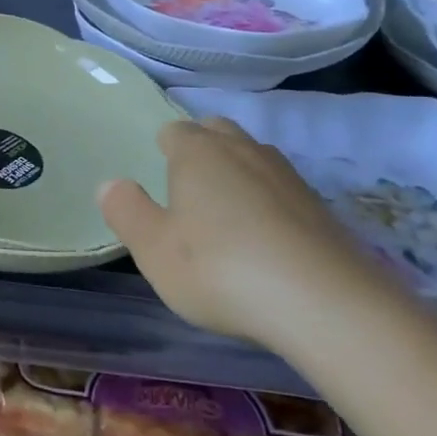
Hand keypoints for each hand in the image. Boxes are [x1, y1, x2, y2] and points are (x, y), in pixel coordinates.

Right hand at [99, 117, 399, 350]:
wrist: (326, 304)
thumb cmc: (221, 268)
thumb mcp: (154, 249)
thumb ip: (127, 212)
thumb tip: (110, 184)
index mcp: (197, 151)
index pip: (174, 131)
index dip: (163, 151)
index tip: (160, 181)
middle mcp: (243, 149)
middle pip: (217, 132)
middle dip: (202, 151)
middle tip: (191, 192)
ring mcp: (288, 176)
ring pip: (254, 158)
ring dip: (239, 176)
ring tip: (229, 218)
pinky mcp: (322, 208)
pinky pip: (284, 192)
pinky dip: (271, 206)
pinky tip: (268, 244)